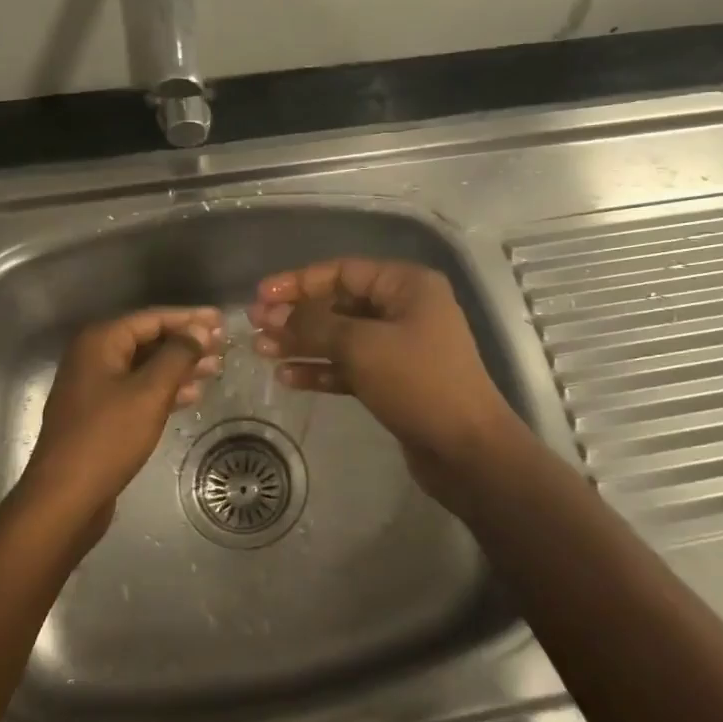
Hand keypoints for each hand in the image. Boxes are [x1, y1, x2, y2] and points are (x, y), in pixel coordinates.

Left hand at [21, 307, 223, 530]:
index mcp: (100, 342)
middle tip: (222, 345)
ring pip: (144, 367)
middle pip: (147, 340)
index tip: (221, 320)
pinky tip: (191, 396)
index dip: (189, 318)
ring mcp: (93, 387)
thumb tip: (198, 329)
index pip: (152, 318)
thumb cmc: (108, 437)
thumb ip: (177, 355)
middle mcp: (93, 357)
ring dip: (179, 367)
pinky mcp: (99, 415)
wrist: (65, 498)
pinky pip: (137, 390)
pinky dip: (163, 390)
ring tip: (214, 369)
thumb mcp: (149, 392)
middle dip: (186, 342)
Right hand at [249, 259, 521, 499]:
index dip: (298, 281)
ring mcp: (400, 346)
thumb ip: (315, 326)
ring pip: (341, 337)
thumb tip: (276, 317)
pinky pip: (350, 366)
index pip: (343, 271)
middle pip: (340, 304)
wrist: (467, 450)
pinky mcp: (394, 380)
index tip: (261, 294)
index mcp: (407, 285)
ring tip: (261, 350)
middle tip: (255, 325)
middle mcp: (405, 309)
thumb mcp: (362, 346)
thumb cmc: (418, 383)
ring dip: (303, 343)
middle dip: (297, 315)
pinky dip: (321, 369)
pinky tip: (287, 377)